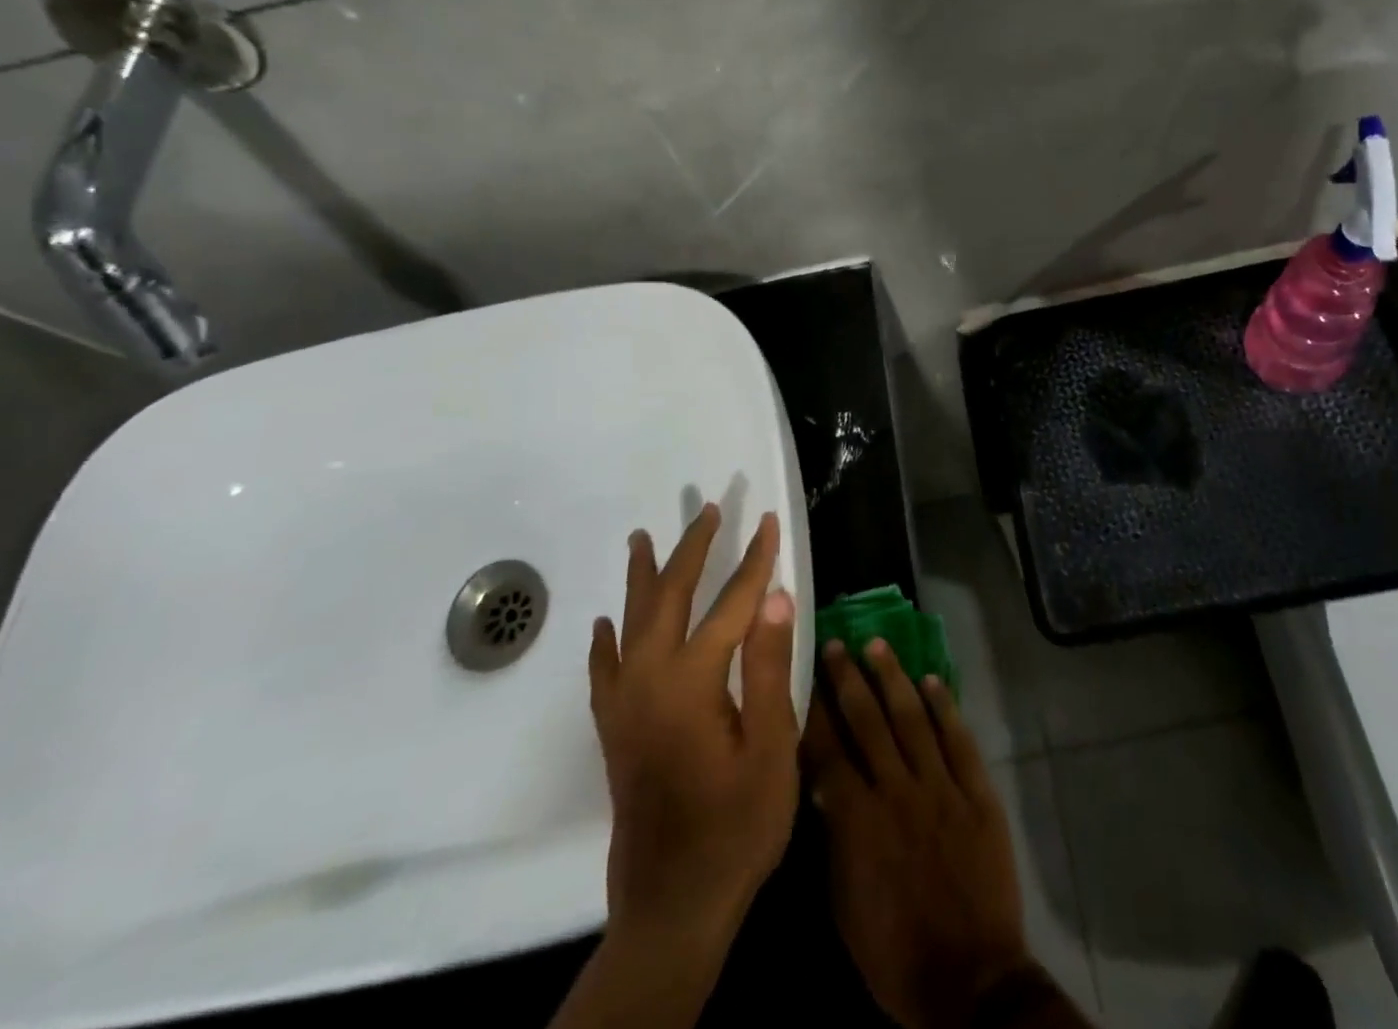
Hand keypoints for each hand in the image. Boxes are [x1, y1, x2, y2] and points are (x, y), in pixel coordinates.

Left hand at [587, 502, 799, 944]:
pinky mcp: (615, 731)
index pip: (731, 604)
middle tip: (707, 510)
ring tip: (642, 538)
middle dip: (692, 550)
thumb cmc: (738, 825)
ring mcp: (625, 706)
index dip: (755, 561)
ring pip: (631, 623)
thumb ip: (770, 667)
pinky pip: (604, 669)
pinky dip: (607, 639)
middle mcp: (648, 681)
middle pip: (670, 598)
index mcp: (692, 682)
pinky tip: (607, 623)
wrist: (673, 905)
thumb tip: (776, 596)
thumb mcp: (772, 747)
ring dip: (642, 577)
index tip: (769, 522)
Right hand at [804, 637, 1038, 1028]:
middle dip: (850, 680)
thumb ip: (836, 840)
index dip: (817, 711)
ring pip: (913, 719)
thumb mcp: (846, 907)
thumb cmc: (896, 954)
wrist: (971, 981)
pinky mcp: (977, 792)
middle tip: (837, 643)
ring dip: (894, 678)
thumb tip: (826, 786)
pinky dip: (946, 707)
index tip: (806, 675)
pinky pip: (958, 739)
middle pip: (869, 722)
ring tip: (878, 644)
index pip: (830, 751)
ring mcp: (941, 787)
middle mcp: (898, 791)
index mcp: (859, 821)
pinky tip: (933, 680)